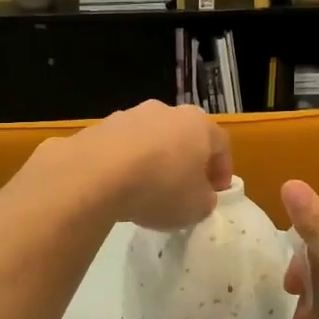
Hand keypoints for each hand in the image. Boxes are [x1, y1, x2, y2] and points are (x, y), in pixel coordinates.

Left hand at [45, 101, 231, 229]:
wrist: (96, 174)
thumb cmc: (160, 188)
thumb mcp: (195, 207)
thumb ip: (204, 200)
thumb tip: (200, 196)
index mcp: (197, 124)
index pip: (220, 143)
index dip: (222, 169)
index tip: (217, 193)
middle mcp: (165, 111)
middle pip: (182, 136)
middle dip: (185, 161)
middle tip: (183, 188)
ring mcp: (129, 115)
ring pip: (149, 139)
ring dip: (152, 160)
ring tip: (146, 190)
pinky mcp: (99, 127)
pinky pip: (120, 148)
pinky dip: (124, 164)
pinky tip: (118, 187)